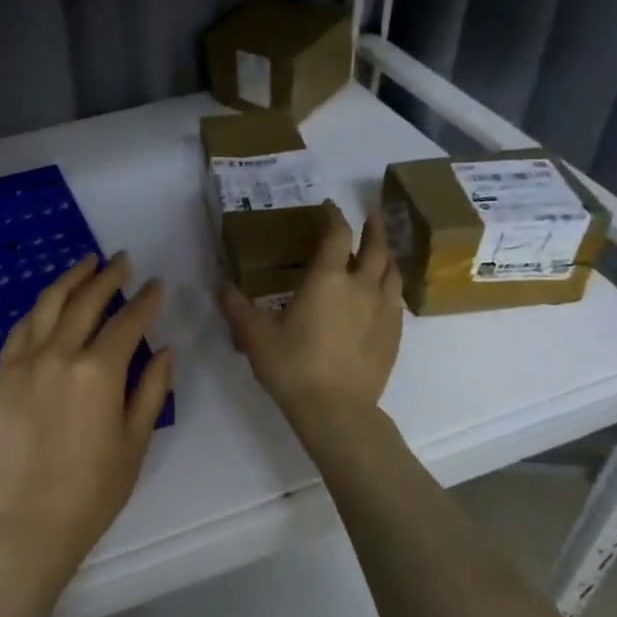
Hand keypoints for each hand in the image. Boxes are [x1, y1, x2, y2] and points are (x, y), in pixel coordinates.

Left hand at [0, 253, 175, 585]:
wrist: (29, 519)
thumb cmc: (94, 489)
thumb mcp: (135, 440)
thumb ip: (152, 389)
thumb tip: (167, 350)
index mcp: (99, 371)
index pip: (128, 321)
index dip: (145, 300)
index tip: (157, 284)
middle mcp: (60, 354)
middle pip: (86, 301)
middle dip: (109, 276)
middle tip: (123, 260)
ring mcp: (26, 361)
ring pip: (49, 304)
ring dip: (71, 279)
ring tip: (88, 263)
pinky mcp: (3, 375)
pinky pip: (22, 328)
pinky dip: (40, 309)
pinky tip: (51, 302)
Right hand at [219, 201, 401, 434]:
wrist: (336, 410)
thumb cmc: (292, 366)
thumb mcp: (255, 335)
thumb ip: (236, 306)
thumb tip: (220, 285)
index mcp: (327, 279)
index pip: (336, 235)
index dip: (334, 216)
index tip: (329, 206)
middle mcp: (361, 287)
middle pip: (376, 246)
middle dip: (373, 226)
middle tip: (371, 213)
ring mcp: (383, 311)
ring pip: (392, 271)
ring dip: (387, 254)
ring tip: (382, 249)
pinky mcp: (394, 334)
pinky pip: (397, 299)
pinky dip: (391, 285)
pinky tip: (384, 293)